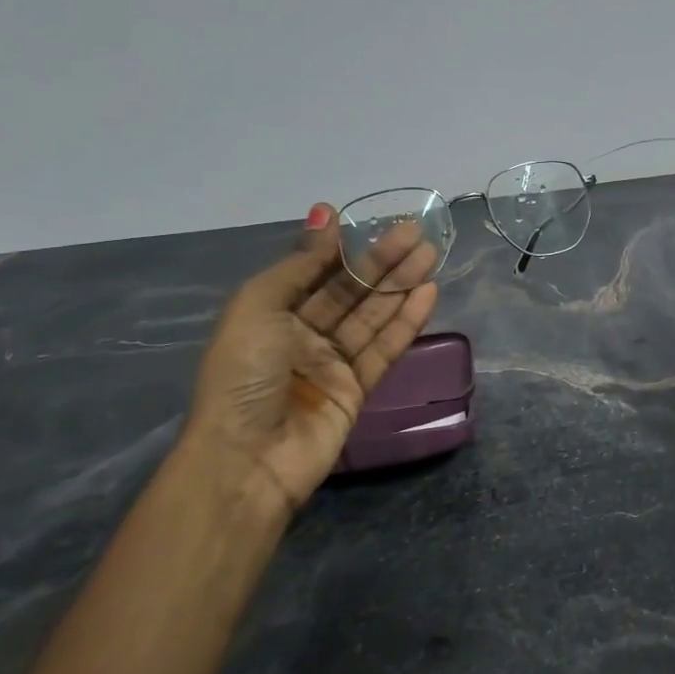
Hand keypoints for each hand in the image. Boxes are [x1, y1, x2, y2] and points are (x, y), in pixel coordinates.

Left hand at [180, 206, 439, 513]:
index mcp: (270, 313)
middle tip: (416, 233)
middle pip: (350, 291)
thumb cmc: (244, 374)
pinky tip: (428, 294)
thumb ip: (300, 263)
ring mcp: (331, 364)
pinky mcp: (357, 389)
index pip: (314, 272)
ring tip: (430, 254)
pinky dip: (406, 322)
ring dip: (400, 285)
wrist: (247, 459)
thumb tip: (324, 213)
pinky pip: (384, 348)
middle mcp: (301, 335)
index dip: (342, 247)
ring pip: (372, 316)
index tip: (370, 220)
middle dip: (381, 261)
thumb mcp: (259, 306)